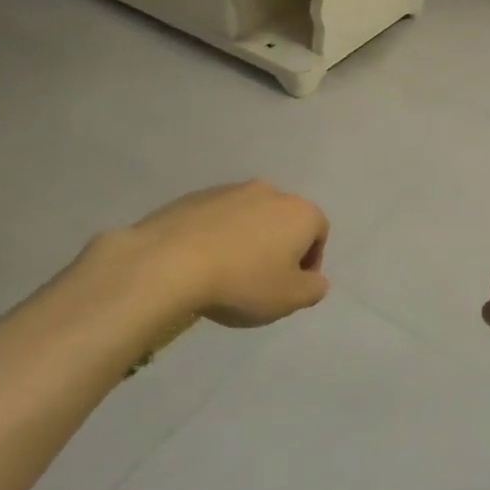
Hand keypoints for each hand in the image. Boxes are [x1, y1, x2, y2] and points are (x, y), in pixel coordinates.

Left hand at [127, 181, 329, 327]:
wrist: (169, 262)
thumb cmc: (242, 281)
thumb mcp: (290, 299)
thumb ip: (314, 289)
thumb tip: (315, 278)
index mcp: (298, 212)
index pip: (319, 232)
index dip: (311, 262)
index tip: (292, 287)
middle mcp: (269, 191)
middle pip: (284, 221)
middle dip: (279, 247)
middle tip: (262, 281)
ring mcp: (229, 190)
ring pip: (250, 217)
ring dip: (248, 240)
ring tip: (228, 273)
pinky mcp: (195, 196)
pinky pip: (218, 218)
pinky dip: (218, 236)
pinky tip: (202, 262)